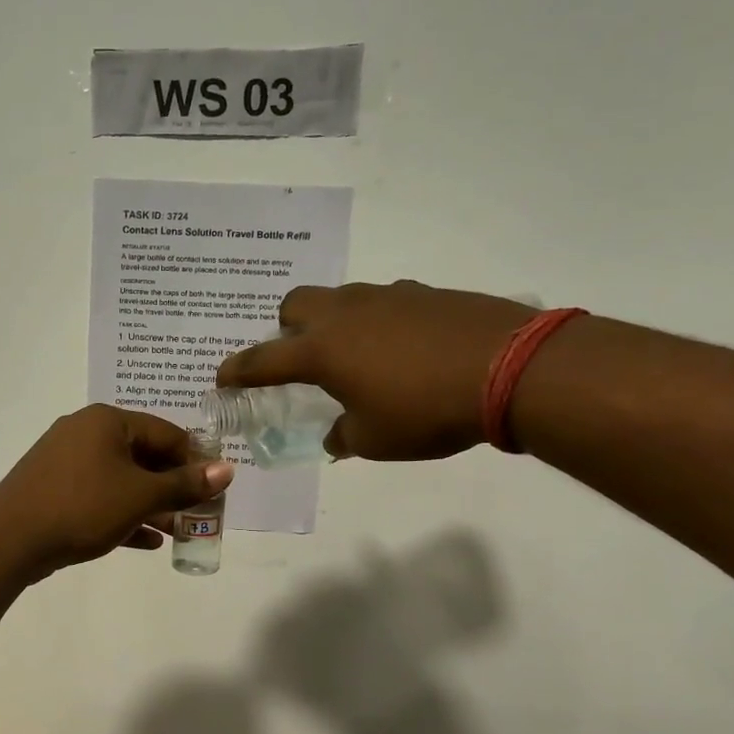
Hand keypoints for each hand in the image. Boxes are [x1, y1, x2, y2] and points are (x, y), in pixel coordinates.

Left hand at [0, 405, 234, 576]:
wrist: (10, 539)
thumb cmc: (82, 507)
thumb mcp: (140, 496)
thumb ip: (184, 485)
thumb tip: (227, 470)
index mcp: (107, 422)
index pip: (166, 433)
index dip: (195, 461)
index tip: (214, 490)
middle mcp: (85, 432)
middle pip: (143, 456)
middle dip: (172, 488)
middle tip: (197, 515)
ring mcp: (65, 461)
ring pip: (120, 480)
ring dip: (150, 505)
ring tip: (177, 532)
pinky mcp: (54, 489)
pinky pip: (98, 497)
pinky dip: (122, 515)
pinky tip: (146, 542)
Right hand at [216, 282, 535, 459]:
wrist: (512, 368)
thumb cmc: (427, 411)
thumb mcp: (376, 440)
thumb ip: (344, 436)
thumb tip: (337, 435)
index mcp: (323, 350)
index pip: (263, 359)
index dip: (238, 370)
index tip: (221, 377)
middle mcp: (346, 314)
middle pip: (295, 304)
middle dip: (287, 328)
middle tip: (300, 358)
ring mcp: (387, 296)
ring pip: (341, 298)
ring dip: (334, 323)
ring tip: (357, 357)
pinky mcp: (425, 293)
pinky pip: (384, 302)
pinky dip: (378, 322)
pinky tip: (403, 349)